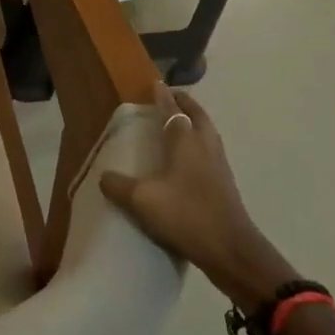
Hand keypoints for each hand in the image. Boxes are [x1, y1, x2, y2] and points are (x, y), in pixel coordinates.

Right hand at [99, 84, 297, 313]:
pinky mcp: (224, 185)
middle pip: (198, 117)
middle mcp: (205, 148)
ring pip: (208, 134)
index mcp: (186, 143)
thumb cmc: (186, 216)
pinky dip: (199, 143)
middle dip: (185, 104)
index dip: (164, 98)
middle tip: (172, 98)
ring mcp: (219, 167)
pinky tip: (189, 159)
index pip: (173, 112)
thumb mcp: (142, 201)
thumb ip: (119, 186)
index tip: (156, 84)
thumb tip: (104, 177)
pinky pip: (210, 152)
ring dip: (195, 122)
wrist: (230, 250)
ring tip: (180, 123)